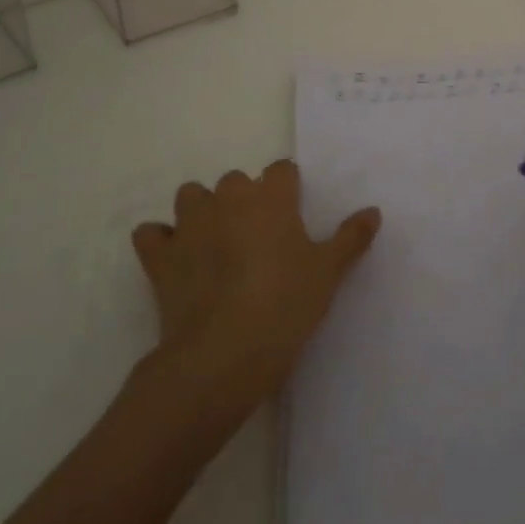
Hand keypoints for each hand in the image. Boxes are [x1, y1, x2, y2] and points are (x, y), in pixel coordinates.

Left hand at [130, 160, 379, 415]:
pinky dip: (160, 241)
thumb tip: (373, 211)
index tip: (294, 213)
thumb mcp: (329, 272)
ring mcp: (190, 225)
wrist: (225, 353)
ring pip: (191, 196)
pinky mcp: (160, 256)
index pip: (281, 170)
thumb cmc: (286, 305)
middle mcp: (228, 198)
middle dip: (244, 199)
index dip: (288, 188)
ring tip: (215, 240)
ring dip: (201, 210)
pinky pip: (151, 234)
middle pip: (235, 180)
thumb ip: (351, 237)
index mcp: (270, 197)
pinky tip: (175, 258)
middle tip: (259, 237)